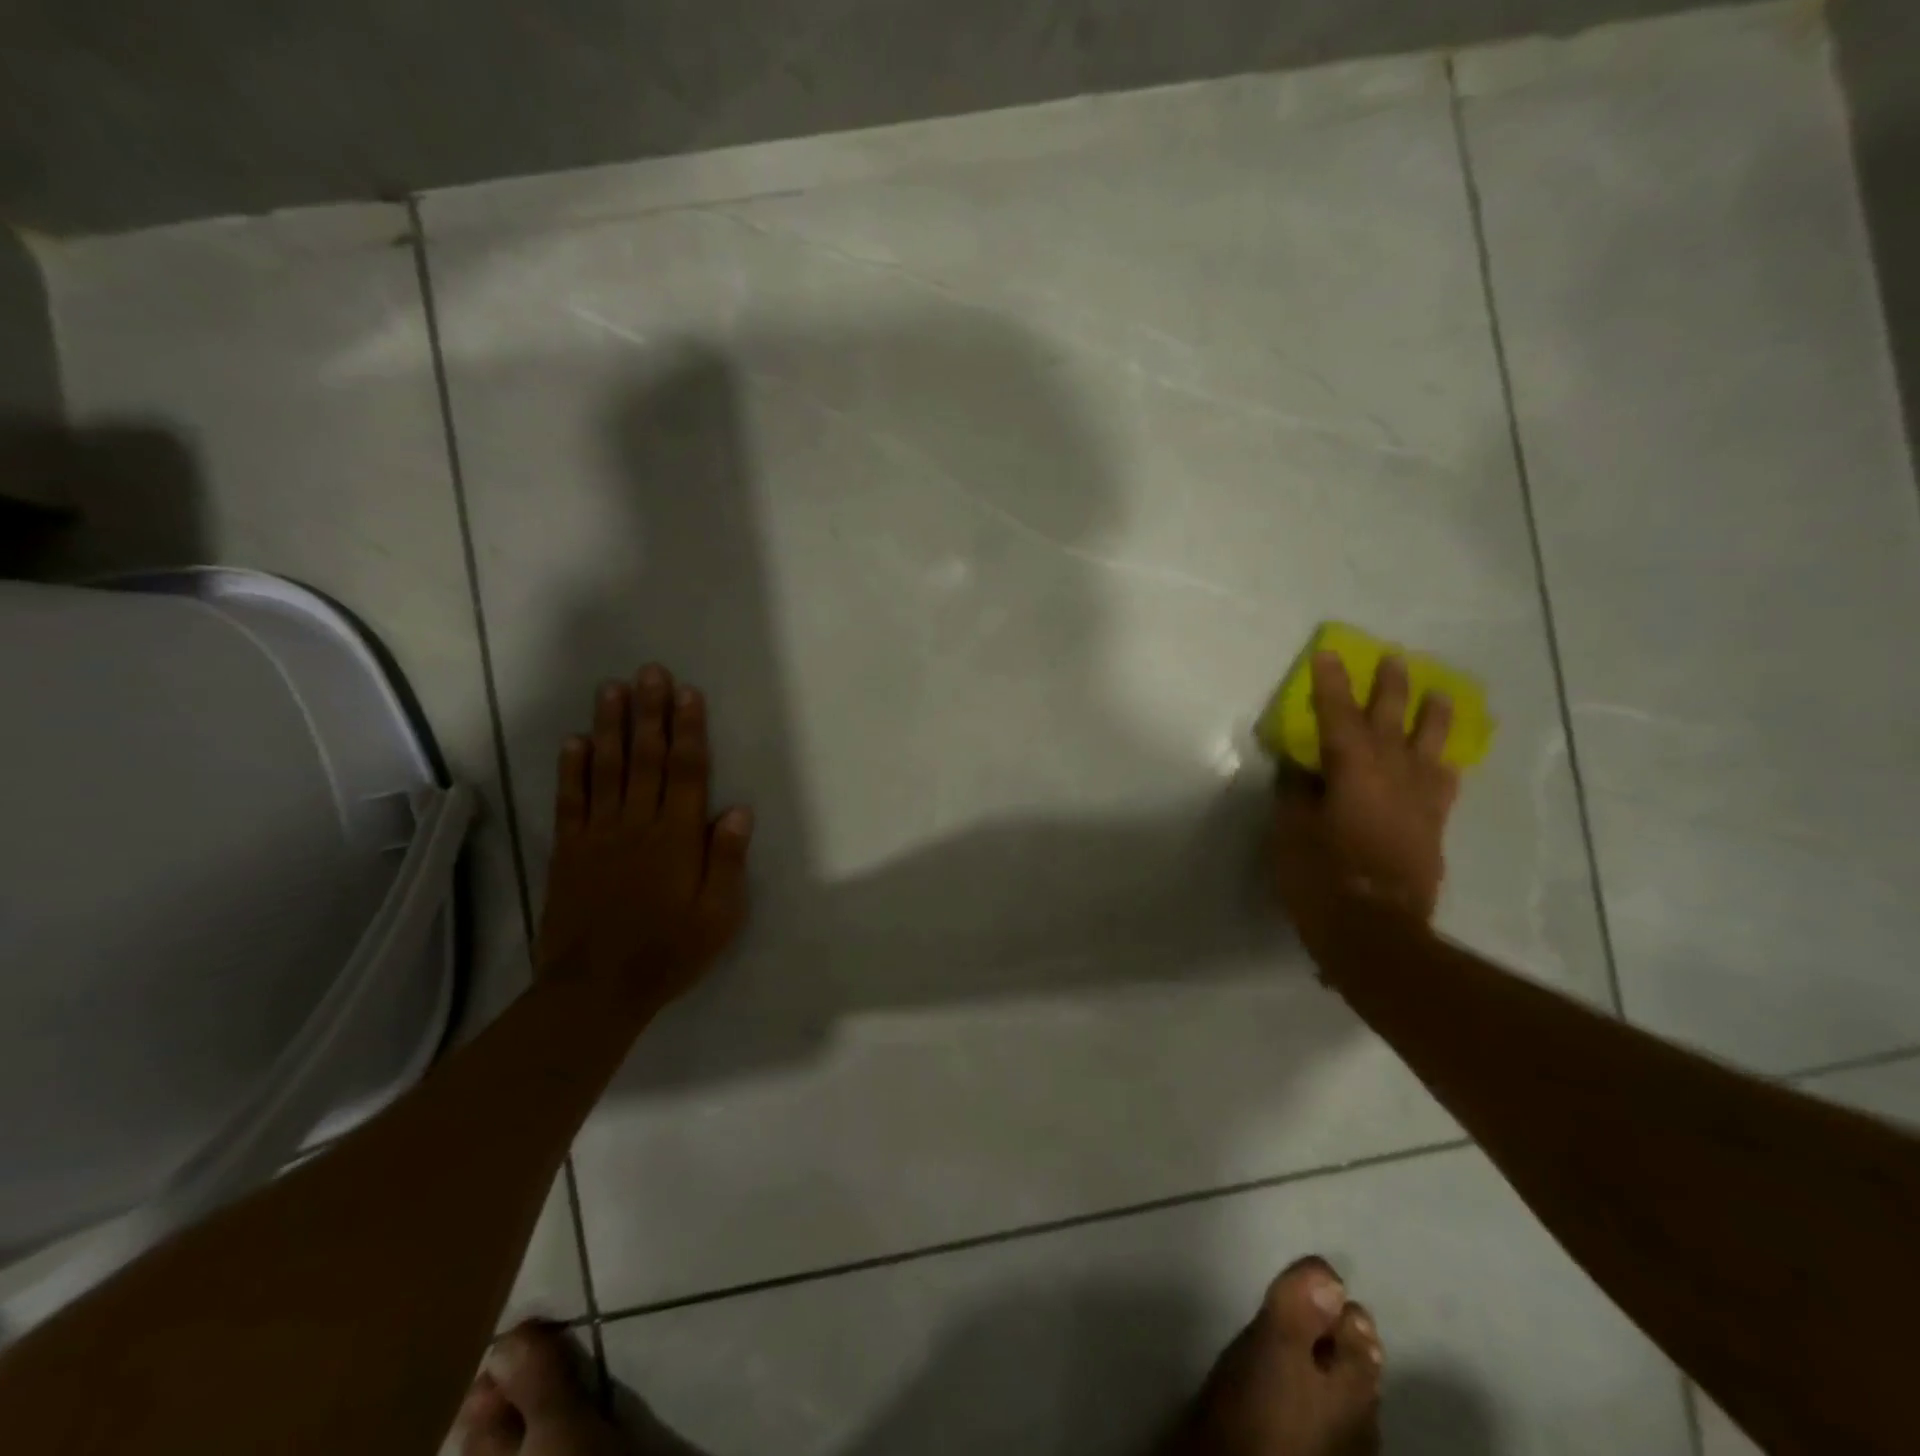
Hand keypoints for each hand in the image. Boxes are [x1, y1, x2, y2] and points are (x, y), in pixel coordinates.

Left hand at [534, 664, 752, 1012]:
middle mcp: (638, 824)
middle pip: (645, 758)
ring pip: (606, 769)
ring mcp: (599, 835)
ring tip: (612, 689)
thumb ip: (727, 860)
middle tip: (649, 672)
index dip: (688, 730)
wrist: (597, 989)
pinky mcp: (569, 851)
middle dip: (650, 712)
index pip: (686, 772)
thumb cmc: (669, 952)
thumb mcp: (718, 916)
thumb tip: (739, 810)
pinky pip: (570, 801)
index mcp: (677, 837)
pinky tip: (574, 741)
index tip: (688, 693)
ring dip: (610, 727)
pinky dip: (571, 769)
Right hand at [1272, 652, 1458, 927]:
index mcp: (1353, 773)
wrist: (1376, 934)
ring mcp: (1419, 802)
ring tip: (1440, 694)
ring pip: (1430, 748)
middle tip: (1394, 659)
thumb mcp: (1291, 833)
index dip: (1331, 685)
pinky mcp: (1432, 828)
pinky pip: (1442, 785)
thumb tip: (1301, 768)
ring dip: (1432, 718)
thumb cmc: (1321, 879)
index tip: (1329, 655)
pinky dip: (1442, 765)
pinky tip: (1445, 759)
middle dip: (1390, 689)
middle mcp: (1392, 777)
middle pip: (1392, 722)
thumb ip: (1296, 794)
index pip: (1338, 717)